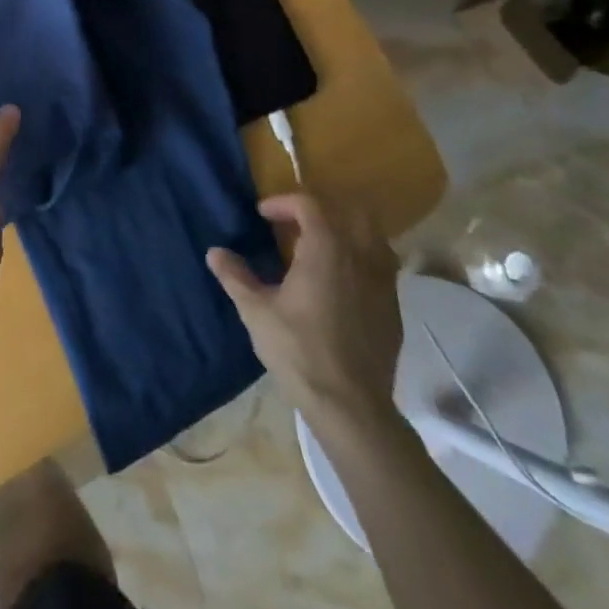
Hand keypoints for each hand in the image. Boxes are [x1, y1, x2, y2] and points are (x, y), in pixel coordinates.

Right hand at [207, 192, 402, 440]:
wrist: (351, 406)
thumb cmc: (299, 351)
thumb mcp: (256, 312)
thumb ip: (235, 276)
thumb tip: (214, 252)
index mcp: (327, 249)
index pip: (309, 204)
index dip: (283, 202)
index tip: (263, 215)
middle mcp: (360, 257)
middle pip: (351, 211)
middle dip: (322, 210)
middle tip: (296, 224)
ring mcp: (384, 283)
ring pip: (373, 237)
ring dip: (346, 232)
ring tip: (320, 250)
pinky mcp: (394, 309)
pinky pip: (382, 268)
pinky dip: (361, 261)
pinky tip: (341, 284)